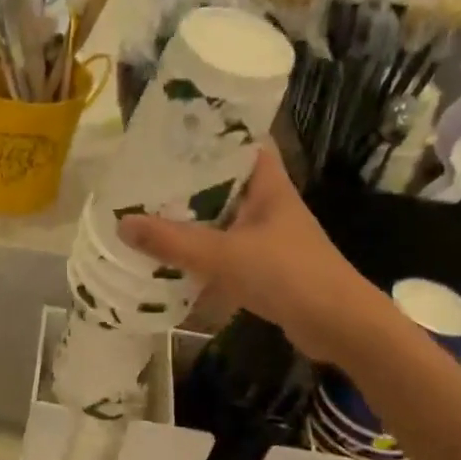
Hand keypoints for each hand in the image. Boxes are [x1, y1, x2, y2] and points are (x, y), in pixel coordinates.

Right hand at [118, 147, 382, 364]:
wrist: (338, 326)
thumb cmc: (288, 275)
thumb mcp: (224, 255)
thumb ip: (173, 241)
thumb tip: (122, 223)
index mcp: (268, 186)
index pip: (243, 143)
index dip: (213, 134)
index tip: (172, 134)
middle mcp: (269, 206)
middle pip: (225, 183)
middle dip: (188, 182)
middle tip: (145, 178)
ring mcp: (269, 239)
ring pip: (224, 221)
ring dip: (193, 221)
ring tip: (149, 215)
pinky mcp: (266, 269)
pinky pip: (226, 254)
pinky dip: (202, 256)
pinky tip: (172, 261)